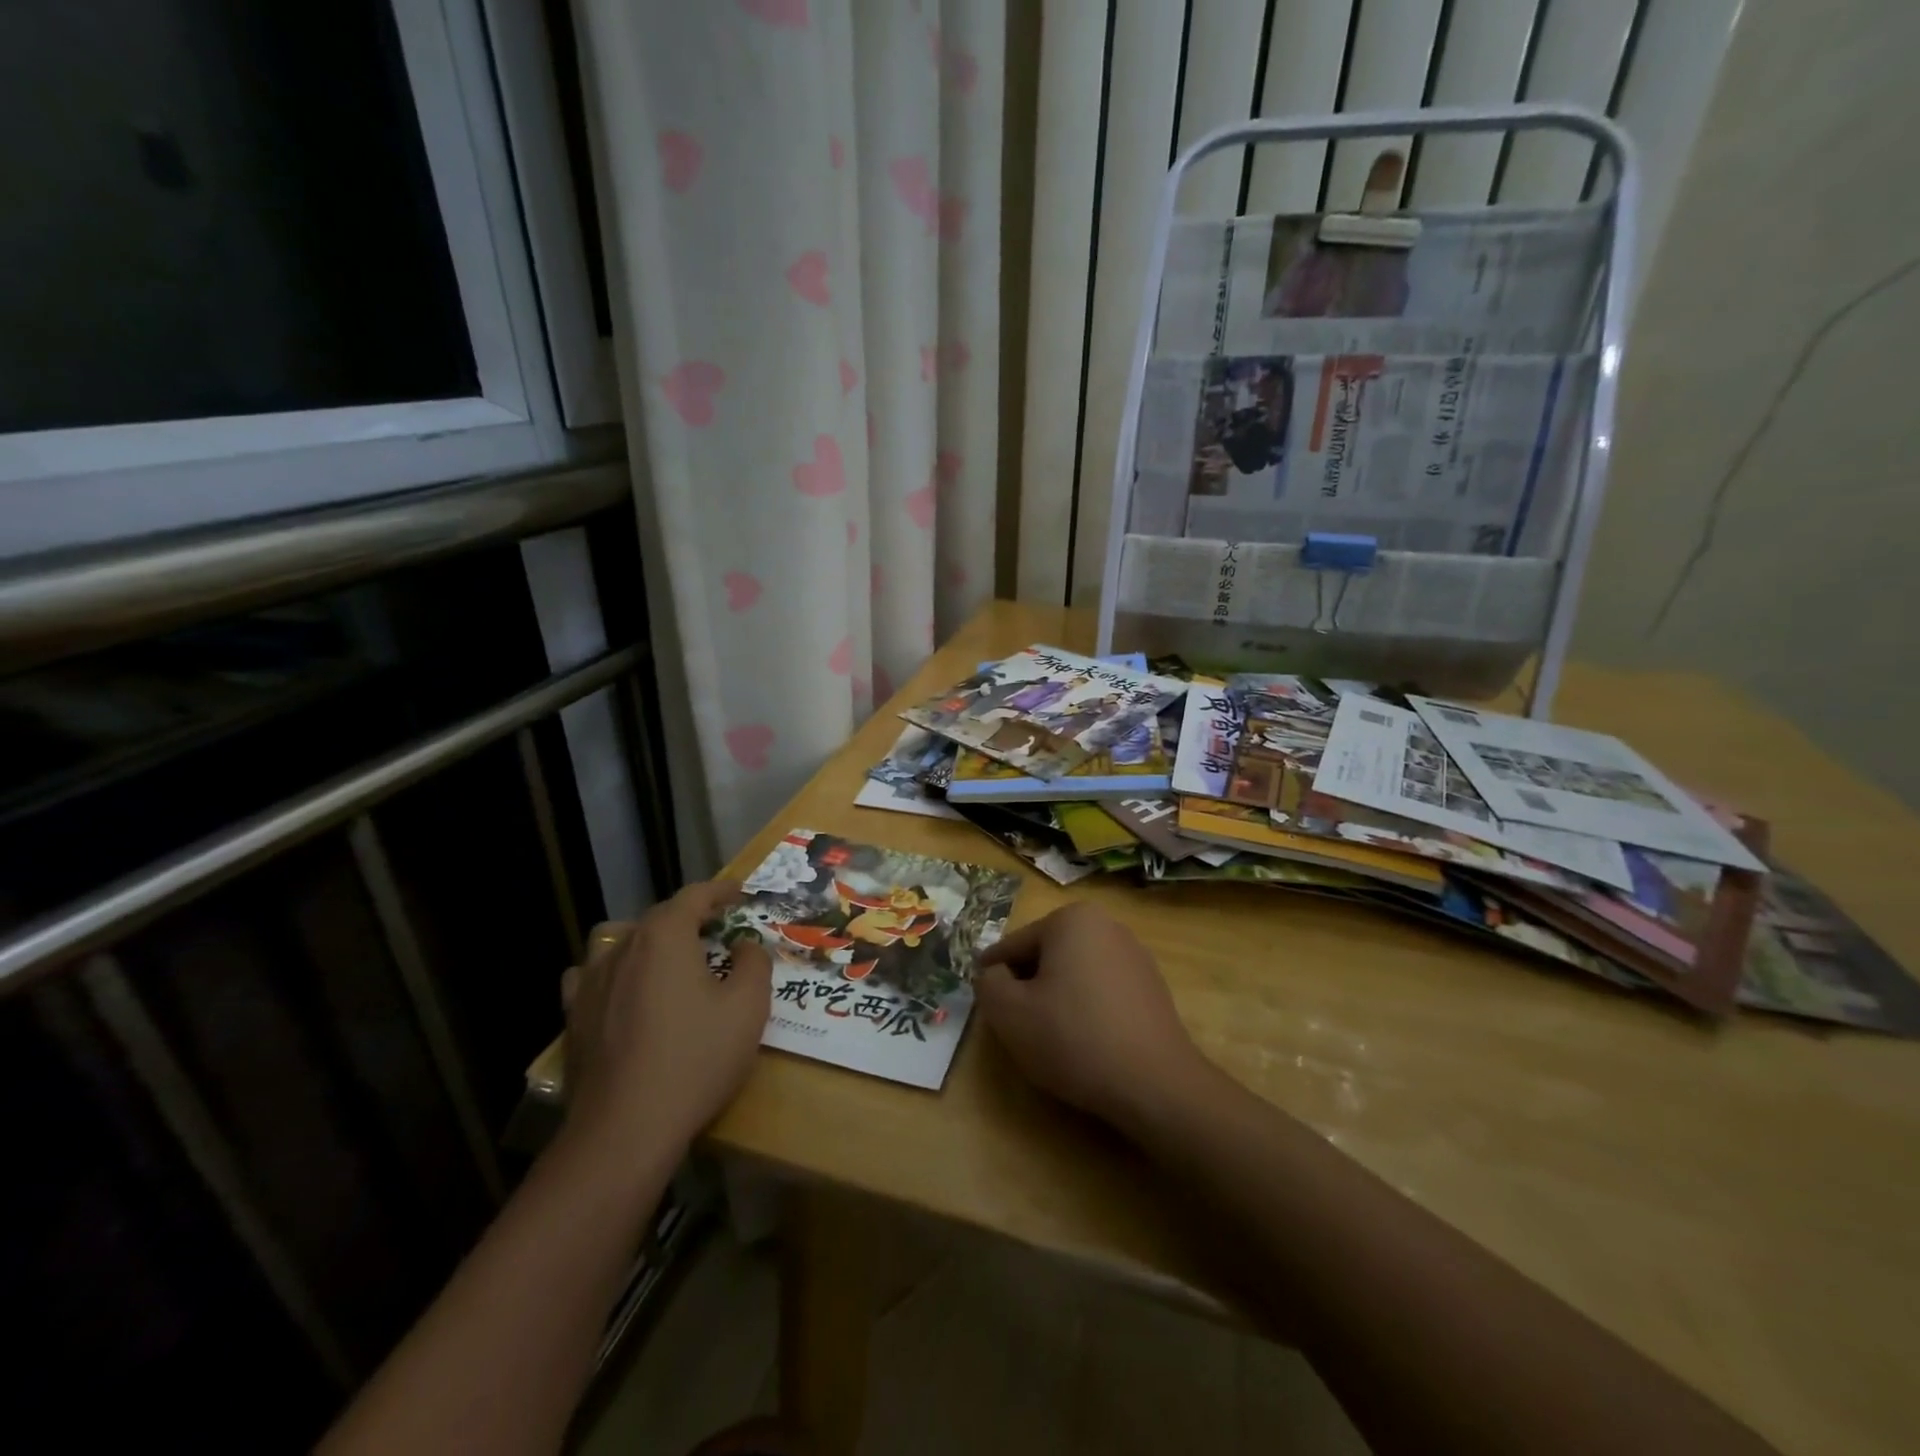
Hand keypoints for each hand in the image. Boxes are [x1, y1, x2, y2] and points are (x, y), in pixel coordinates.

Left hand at [561, 881, 771, 1151]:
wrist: (625, 1128)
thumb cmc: (696, 1058)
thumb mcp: (748, 1007)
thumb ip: (753, 962)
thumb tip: (743, 944)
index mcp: (665, 936)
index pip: (695, 896)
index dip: (721, 891)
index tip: (741, 894)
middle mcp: (623, 947)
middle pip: (659, 916)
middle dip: (690, 917)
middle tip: (717, 932)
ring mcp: (591, 982)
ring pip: (618, 940)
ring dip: (646, 940)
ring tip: (667, 960)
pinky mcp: (574, 1017)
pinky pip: (590, 976)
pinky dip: (612, 973)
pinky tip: (623, 993)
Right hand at [975, 903, 1212, 1129]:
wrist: (1155, 1084)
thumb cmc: (1074, 1038)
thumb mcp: (1009, 1013)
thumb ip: (988, 983)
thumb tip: (994, 975)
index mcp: (1071, 919)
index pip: (1014, 946)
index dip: (993, 977)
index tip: (985, 1004)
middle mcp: (1107, 925)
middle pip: (1046, 956)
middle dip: (1028, 986)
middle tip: (1018, 1026)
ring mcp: (1135, 955)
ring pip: (1075, 973)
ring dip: (1057, 998)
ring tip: (1052, 1039)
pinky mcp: (1152, 987)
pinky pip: (1102, 991)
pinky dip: (1087, 1009)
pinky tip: (1086, 1043)